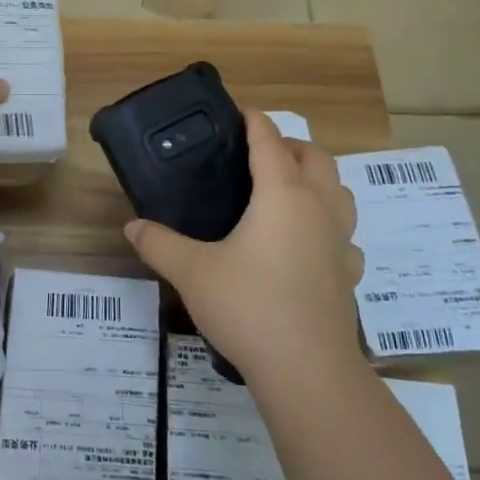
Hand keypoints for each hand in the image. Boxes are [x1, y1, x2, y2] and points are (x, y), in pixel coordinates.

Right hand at [124, 110, 366, 382]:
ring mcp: (340, 242)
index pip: (270, 142)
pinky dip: (329, 225)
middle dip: (290, 146)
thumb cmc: (248, 306)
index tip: (240, 110)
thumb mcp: (191, 271)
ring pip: (340, 192)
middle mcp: (317, 209)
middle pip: (315, 158)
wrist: (306, 369)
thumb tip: (131, 227)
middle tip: (259, 154)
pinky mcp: (348, 274)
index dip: (255, 121)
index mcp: (282, 196)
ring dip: (318, 180)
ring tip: (287, 191)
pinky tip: (309, 244)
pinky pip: (345, 235)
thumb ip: (159, 243)